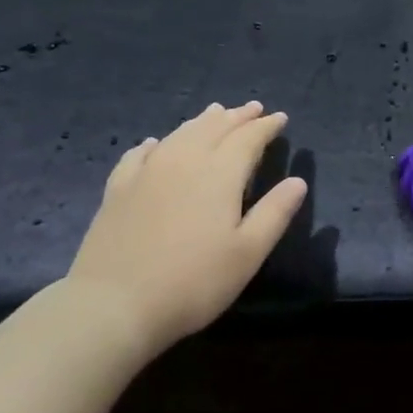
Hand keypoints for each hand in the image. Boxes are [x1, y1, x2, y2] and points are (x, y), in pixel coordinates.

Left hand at [68, 101, 306, 357]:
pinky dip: (156, 143)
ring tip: (215, 113)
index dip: (266, 126)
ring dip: (202, 121)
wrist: (114, 304)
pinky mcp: (118, 189)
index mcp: (219, 174)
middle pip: (214, 127)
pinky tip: (156, 144)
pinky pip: (140, 154)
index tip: (280, 118)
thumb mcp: (248, 253)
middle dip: (237, 116)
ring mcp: (147, 172)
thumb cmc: (193, 282)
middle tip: (253, 108)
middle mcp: (184, 161)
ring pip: (180, 134)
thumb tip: (298, 181)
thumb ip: (275, 213)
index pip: (248, 138)